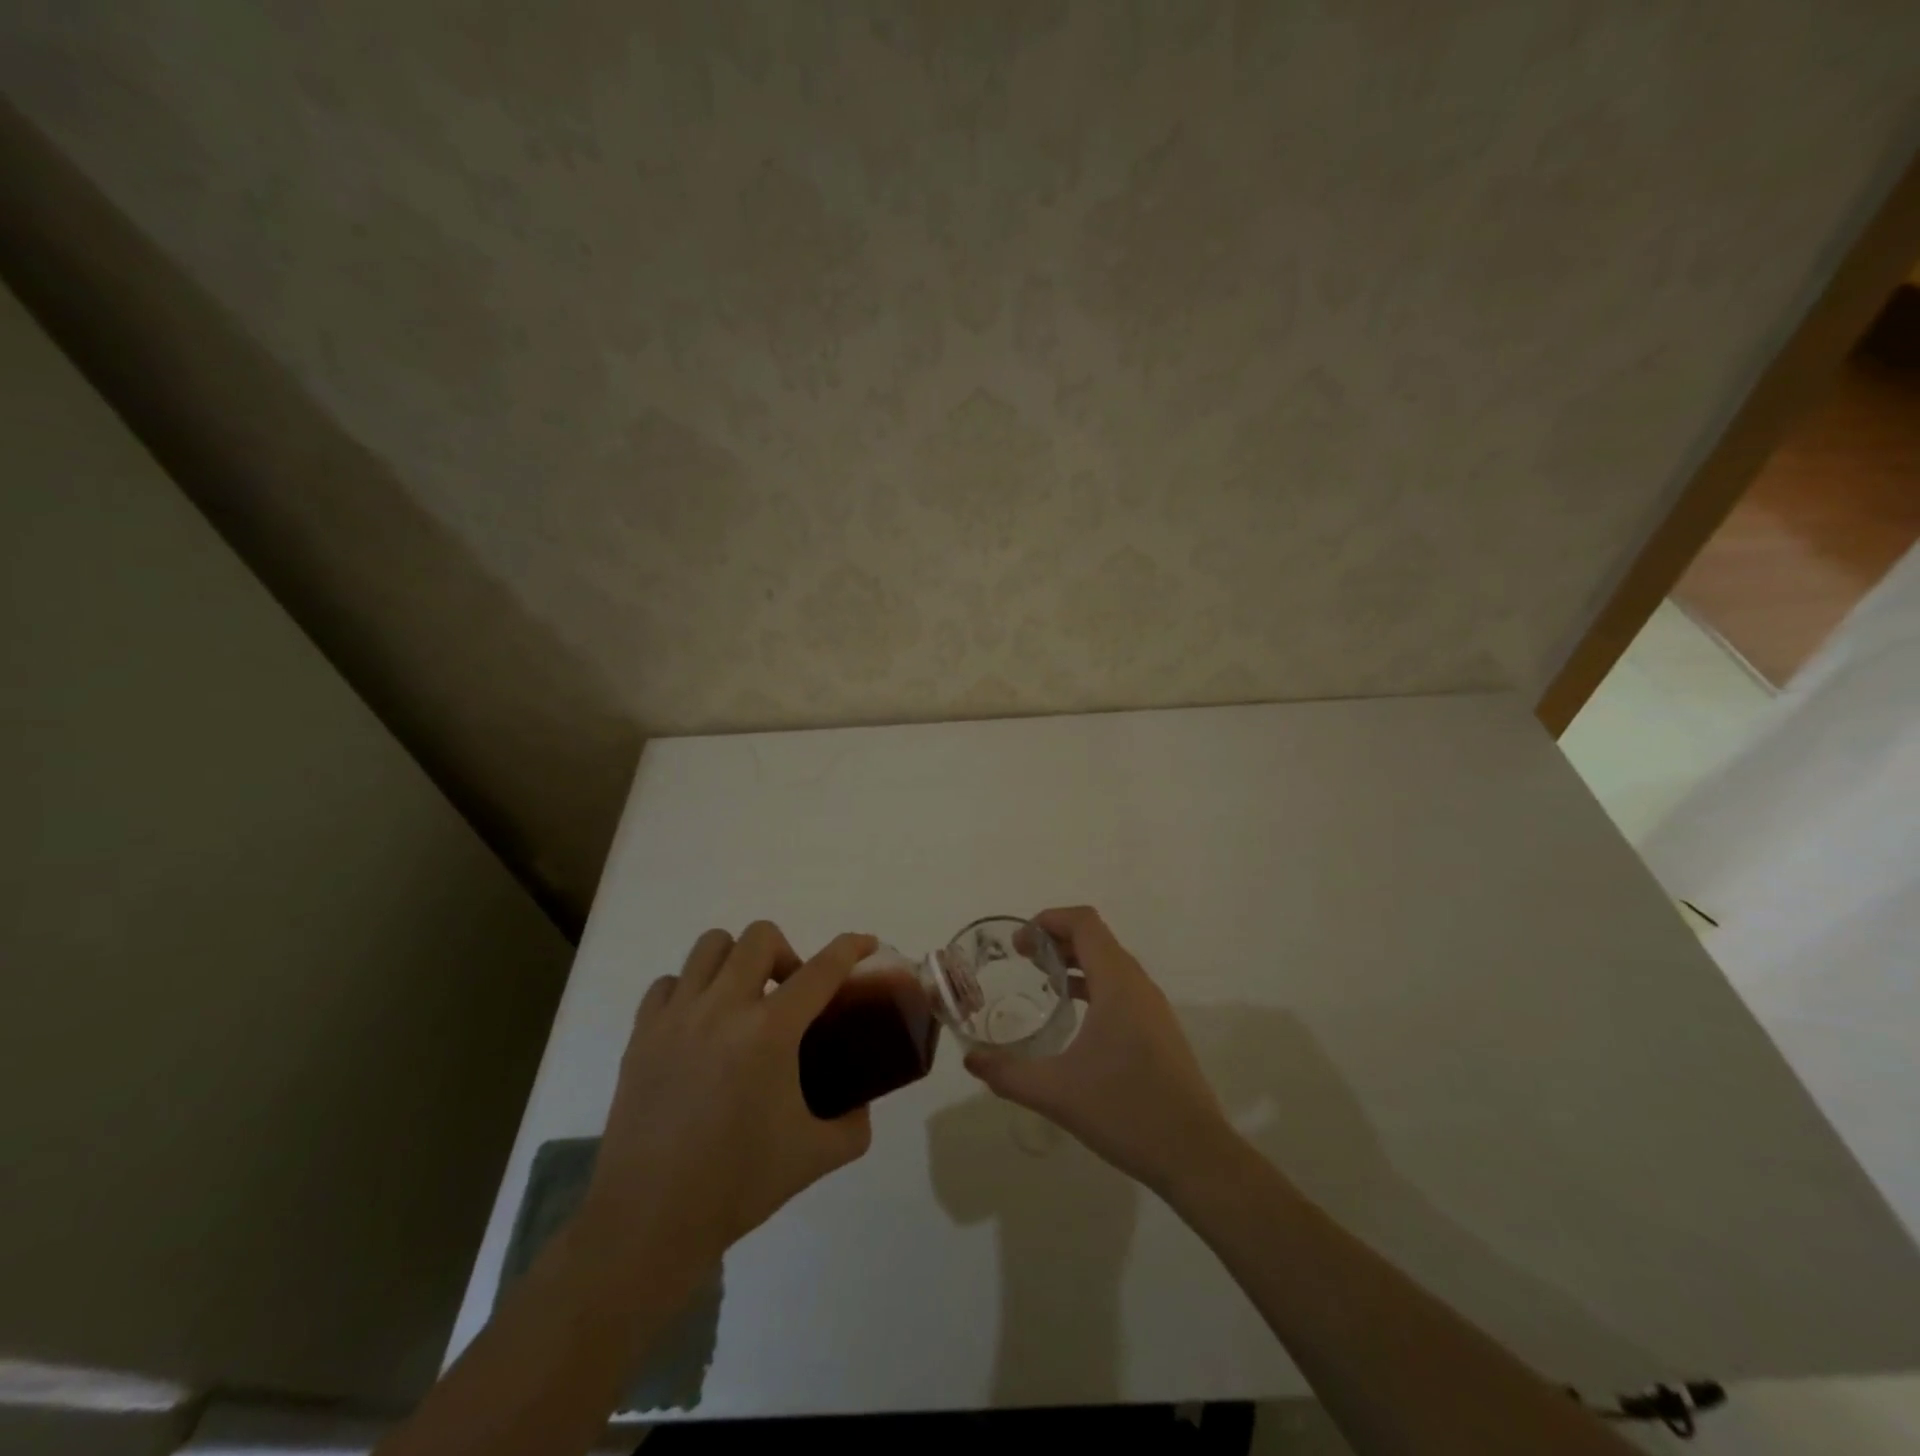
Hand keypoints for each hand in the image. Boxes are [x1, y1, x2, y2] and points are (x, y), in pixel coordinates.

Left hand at [578, 923, 876, 1279]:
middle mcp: (723, 1008)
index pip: (822, 969)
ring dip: (737, 961)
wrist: (649, 1221)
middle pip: (760, 937)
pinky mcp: (641, 1034)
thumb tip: (862, 1104)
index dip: (851, 948)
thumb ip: (854, 1124)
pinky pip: (669, 983)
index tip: (865, 943)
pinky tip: (699, 1024)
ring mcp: (676, 1016)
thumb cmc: (738, 1184)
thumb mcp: (816, 1156)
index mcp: (770, 1031)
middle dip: (787, 953)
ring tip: (742, 1001)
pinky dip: (691, 989)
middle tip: (789, 995)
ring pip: (711, 945)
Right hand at [963, 906, 1234, 1192]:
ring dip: (1076, 962)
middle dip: (1057, 940)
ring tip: (1043, 983)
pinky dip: (1093, 985)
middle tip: (1022, 961)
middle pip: (1096, 939)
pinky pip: (1122, 988)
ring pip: (1111, 964)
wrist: (1196, 1155)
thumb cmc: (1125, 1110)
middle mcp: (1138, 985)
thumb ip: (1008, 1074)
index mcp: (1117, 983)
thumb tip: (971, 1061)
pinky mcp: (1160, 1031)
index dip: (1048, 921)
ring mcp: (1153, 1008)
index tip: (1018, 943)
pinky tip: (1075, 1019)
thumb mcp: (1056, 1092)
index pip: (1084, 923)